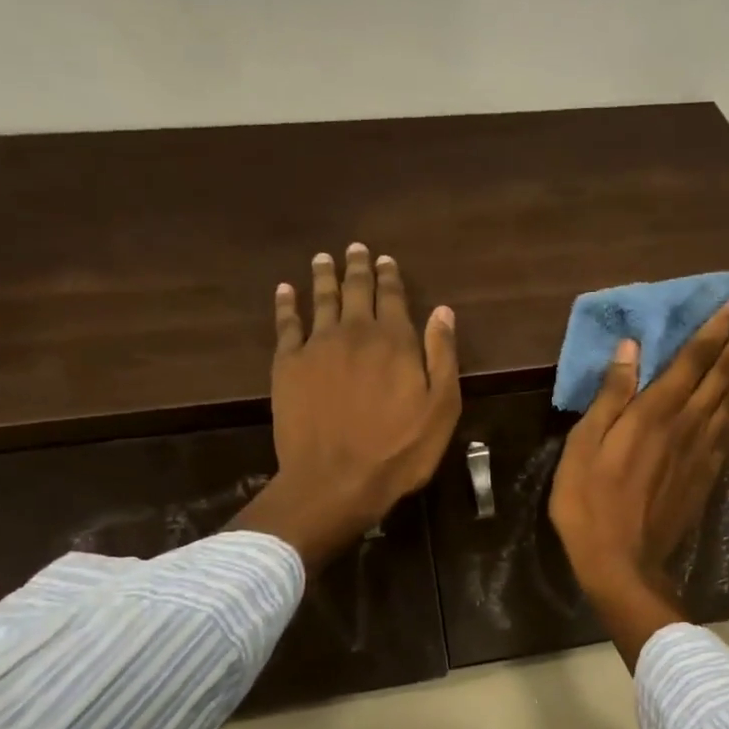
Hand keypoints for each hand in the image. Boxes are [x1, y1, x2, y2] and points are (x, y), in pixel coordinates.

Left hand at [230, 244, 460, 568]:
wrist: (336, 480)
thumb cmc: (399, 450)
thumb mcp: (441, 408)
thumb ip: (442, 356)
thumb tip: (442, 311)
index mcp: (395, 341)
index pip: (393, 298)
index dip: (390, 277)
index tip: (386, 260)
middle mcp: (355, 332)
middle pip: (356, 291)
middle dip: (358, 267)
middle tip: (355, 249)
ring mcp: (317, 346)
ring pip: (321, 299)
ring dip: (324, 276)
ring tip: (324, 258)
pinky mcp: (287, 365)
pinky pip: (286, 324)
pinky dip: (286, 304)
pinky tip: (286, 290)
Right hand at [549, 288, 728, 665]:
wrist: (622, 563)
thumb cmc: (590, 505)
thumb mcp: (583, 448)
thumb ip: (610, 397)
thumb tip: (630, 348)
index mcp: (655, 412)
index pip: (697, 356)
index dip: (724, 323)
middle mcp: (689, 422)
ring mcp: (705, 447)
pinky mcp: (711, 470)